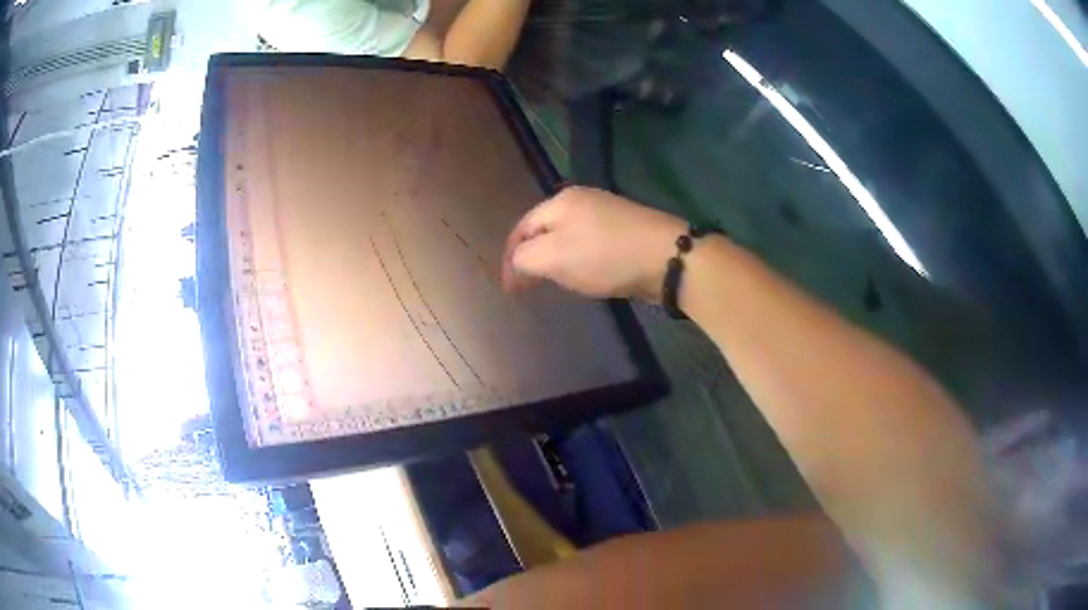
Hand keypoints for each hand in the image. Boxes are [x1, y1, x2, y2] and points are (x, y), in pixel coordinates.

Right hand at [502, 186, 685, 301]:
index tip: (511, 289)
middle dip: (533, 258)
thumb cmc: (605, 256)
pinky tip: (587, 275)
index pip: (522, 227)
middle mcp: (582, 199)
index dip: (510, 258)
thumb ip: (525, 258)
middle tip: (529, 286)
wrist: (667, 257)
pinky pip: (590, 244)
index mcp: (560, 201)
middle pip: (545, 230)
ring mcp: (607, 212)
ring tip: (555, 283)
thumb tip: (518, 262)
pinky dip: (580, 260)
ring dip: (556, 260)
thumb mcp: (553, 258)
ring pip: (568, 237)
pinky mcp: (626, 229)